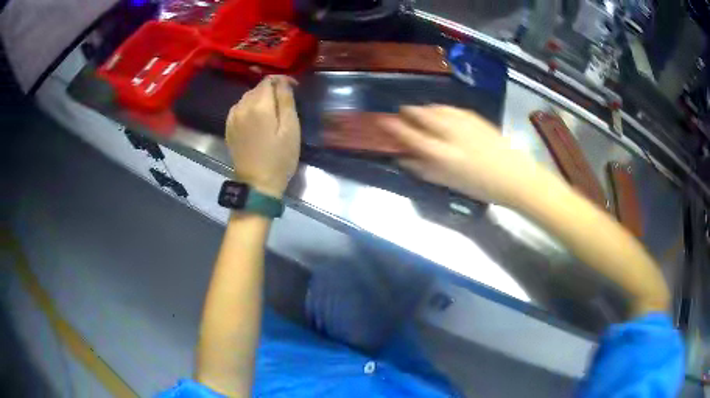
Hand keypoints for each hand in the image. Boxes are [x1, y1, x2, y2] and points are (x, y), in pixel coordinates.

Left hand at [225, 76, 299, 198]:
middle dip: (271, 89)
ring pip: (247, 97)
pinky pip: (238, 108)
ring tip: (271, 111)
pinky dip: (248, 108)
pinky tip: (256, 118)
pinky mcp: (228, 127)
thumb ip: (286, 101)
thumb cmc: (279, 157)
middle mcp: (242, 107)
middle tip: (284, 102)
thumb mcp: (291, 129)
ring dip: (259, 98)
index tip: (293, 89)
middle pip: (257, 88)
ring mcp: (233, 118)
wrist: (257, 184)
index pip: (269, 80)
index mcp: (259, 106)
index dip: (283, 81)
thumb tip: (283, 81)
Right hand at [379, 105, 546, 204]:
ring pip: (437, 109)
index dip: (395, 127)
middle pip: (423, 116)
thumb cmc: (481, 186)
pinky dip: (442, 108)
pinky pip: (453, 109)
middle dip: (409, 112)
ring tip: (419, 111)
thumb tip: (404, 160)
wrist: (514, 177)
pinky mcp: (477, 118)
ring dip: (425, 108)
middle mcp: (450, 134)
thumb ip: (424, 170)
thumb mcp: (449, 183)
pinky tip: (441, 111)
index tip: (383, 120)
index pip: (411, 136)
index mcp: (442, 154)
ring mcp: (464, 123)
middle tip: (401, 112)